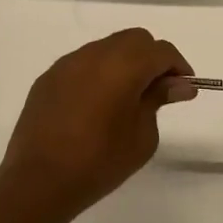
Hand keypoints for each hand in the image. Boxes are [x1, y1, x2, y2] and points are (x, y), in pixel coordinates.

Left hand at [0, 29, 194, 220]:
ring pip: (107, 48)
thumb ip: (159, 100)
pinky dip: (99, 74)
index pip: (162, 51)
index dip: (178, 67)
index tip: (184, 89)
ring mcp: (68, 63)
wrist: (38, 182)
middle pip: (135, 40)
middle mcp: (95, 54)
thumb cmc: (100, 162)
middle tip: (159, 90)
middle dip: (152, 58)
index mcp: (124, 65)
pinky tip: (97, 104)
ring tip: (127, 98)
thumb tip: (178, 84)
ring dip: (124, 63)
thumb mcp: (142, 135)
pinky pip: (83, 64)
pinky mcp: (48, 78)